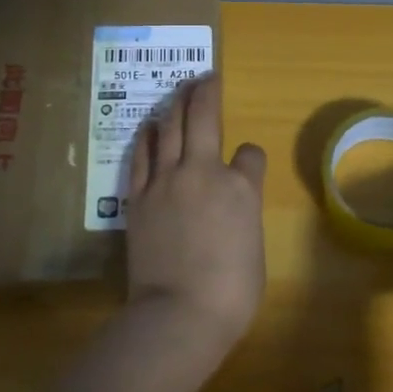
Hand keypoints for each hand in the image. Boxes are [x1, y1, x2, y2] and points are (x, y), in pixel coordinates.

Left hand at [125, 73, 267, 352]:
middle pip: (203, 117)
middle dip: (206, 92)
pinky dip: (148, 136)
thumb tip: (233, 202)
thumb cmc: (230, 292)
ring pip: (170, 127)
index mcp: (240, 188)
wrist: (179, 313)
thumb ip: (244, 213)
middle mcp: (203, 172)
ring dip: (176, 104)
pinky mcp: (138, 196)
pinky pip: (142, 154)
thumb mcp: (254, 248)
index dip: (250, 155)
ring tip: (180, 89)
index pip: (250, 154)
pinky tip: (150, 126)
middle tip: (206, 77)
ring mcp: (166, 180)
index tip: (247, 162)